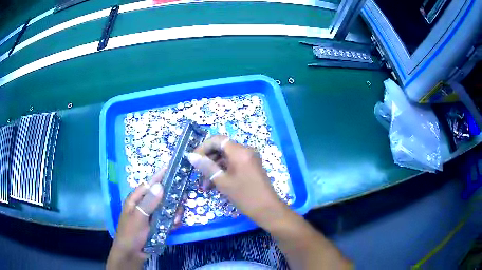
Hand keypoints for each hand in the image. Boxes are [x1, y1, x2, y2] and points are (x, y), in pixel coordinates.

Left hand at [107, 169, 182, 269]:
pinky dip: (173, 221)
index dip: (160, 175)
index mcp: (136, 199)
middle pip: (162, 195)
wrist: (132, 254)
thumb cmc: (131, 234)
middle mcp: (145, 204)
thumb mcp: (139, 218)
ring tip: (176, 219)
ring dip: (174, 212)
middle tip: (181, 200)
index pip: (149, 183)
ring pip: (168, 208)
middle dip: (172, 198)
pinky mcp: (158, 225)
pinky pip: (169, 219)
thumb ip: (149, 203)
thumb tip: (159, 185)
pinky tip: (175, 226)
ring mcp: (152, 215)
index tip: (173, 166)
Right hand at [186, 135, 285, 228]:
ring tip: (205, 185)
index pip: (217, 140)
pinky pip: (233, 164)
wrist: (267, 209)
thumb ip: (206, 166)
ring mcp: (249, 159)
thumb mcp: (222, 181)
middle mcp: (245, 151)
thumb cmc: (244, 195)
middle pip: (221, 148)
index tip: (194, 160)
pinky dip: (223, 172)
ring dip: (214, 168)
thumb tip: (191, 156)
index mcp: (239, 151)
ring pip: (226, 158)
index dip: (203, 147)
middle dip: (208, 160)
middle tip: (198, 174)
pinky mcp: (251, 167)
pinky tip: (215, 185)